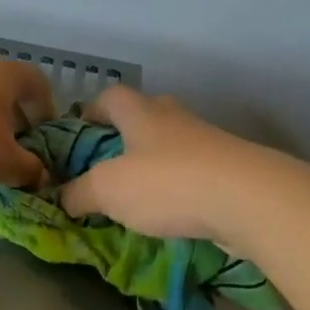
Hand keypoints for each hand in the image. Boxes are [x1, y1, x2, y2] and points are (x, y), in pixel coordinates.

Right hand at [59, 85, 251, 238]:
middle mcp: (175, 119)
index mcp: (141, 114)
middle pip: (144, 116)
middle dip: (123, 137)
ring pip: (171, 146)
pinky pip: (193, 173)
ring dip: (153, 164)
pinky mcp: (230, 171)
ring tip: (136, 196)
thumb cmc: (166, 184)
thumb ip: (78, 193)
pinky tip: (169, 213)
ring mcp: (207, 143)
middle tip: (106, 166)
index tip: (79, 132)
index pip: (110, 96)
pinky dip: (177, 187)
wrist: (247, 200)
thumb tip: (63, 198)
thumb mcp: (106, 190)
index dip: (91, 111)